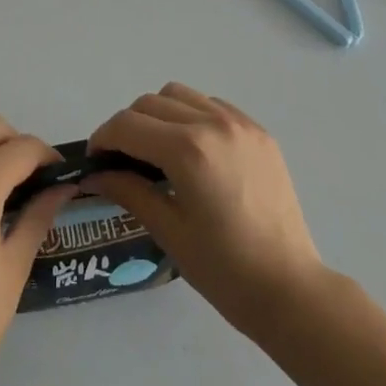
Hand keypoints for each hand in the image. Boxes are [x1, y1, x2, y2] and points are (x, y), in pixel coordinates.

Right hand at [86, 83, 323, 336]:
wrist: (291, 290)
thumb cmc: (225, 271)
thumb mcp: (169, 231)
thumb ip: (128, 190)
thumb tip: (94, 173)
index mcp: (187, 150)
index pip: (127, 125)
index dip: (103, 139)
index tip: (96, 161)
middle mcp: (212, 123)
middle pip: (150, 103)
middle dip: (128, 127)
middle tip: (124, 161)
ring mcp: (239, 123)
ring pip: (180, 95)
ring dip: (159, 115)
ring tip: (159, 152)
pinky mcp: (258, 131)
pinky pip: (211, 105)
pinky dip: (192, 116)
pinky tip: (194, 152)